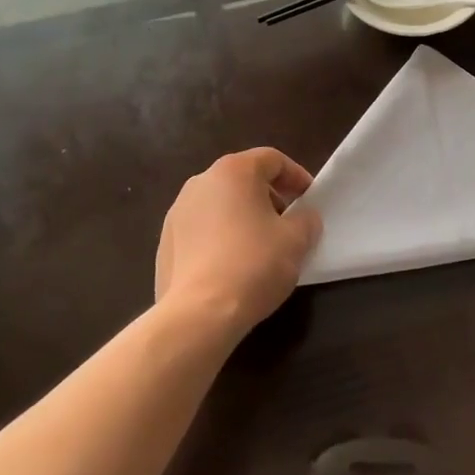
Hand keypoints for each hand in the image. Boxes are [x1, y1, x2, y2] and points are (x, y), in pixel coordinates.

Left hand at [156, 148, 321, 343]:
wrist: (198, 314)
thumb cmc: (253, 264)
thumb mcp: (296, 240)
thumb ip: (306, 220)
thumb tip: (304, 218)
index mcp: (233, 171)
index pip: (272, 160)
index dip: (296, 176)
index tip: (310, 200)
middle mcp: (201, 182)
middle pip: (243, 179)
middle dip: (269, 197)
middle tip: (288, 223)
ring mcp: (177, 212)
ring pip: (220, 204)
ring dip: (243, 217)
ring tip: (260, 247)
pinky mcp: (164, 242)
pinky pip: (201, 230)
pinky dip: (220, 238)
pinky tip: (232, 266)